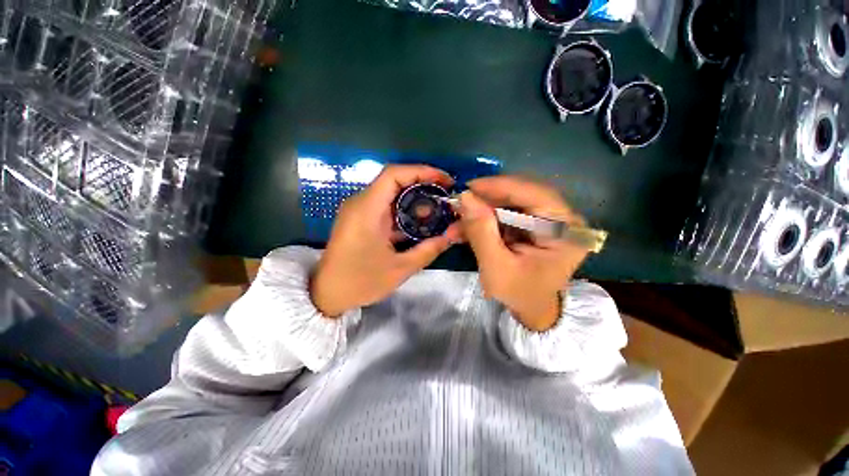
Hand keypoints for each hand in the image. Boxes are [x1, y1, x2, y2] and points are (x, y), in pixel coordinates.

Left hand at [310, 165, 461, 316]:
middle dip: (422, 183)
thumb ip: (428, 250)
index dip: (421, 171)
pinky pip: (385, 205)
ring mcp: (359, 210)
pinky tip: (419, 220)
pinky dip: (404, 209)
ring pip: (390, 193)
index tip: (444, 181)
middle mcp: (361, 203)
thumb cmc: (360, 282)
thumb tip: (451, 236)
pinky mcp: (360, 219)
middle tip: (445, 195)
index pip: (393, 174)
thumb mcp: (400, 269)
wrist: (327, 294)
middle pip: (394, 180)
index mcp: (367, 210)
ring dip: (414, 197)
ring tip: (437, 208)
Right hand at [458, 176, 590, 331]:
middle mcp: (560, 217)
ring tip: (456, 224)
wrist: (531, 308)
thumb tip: (465, 197)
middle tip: (458, 205)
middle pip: (520, 195)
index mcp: (565, 229)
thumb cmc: (520, 293)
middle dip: (486, 201)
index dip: (500, 187)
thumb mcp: (497, 267)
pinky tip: (464, 229)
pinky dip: (484, 220)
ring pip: (509, 203)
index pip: (535, 194)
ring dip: (480, 212)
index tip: (468, 187)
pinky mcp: (532, 223)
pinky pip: (505, 213)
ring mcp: (546, 219)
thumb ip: (481, 232)